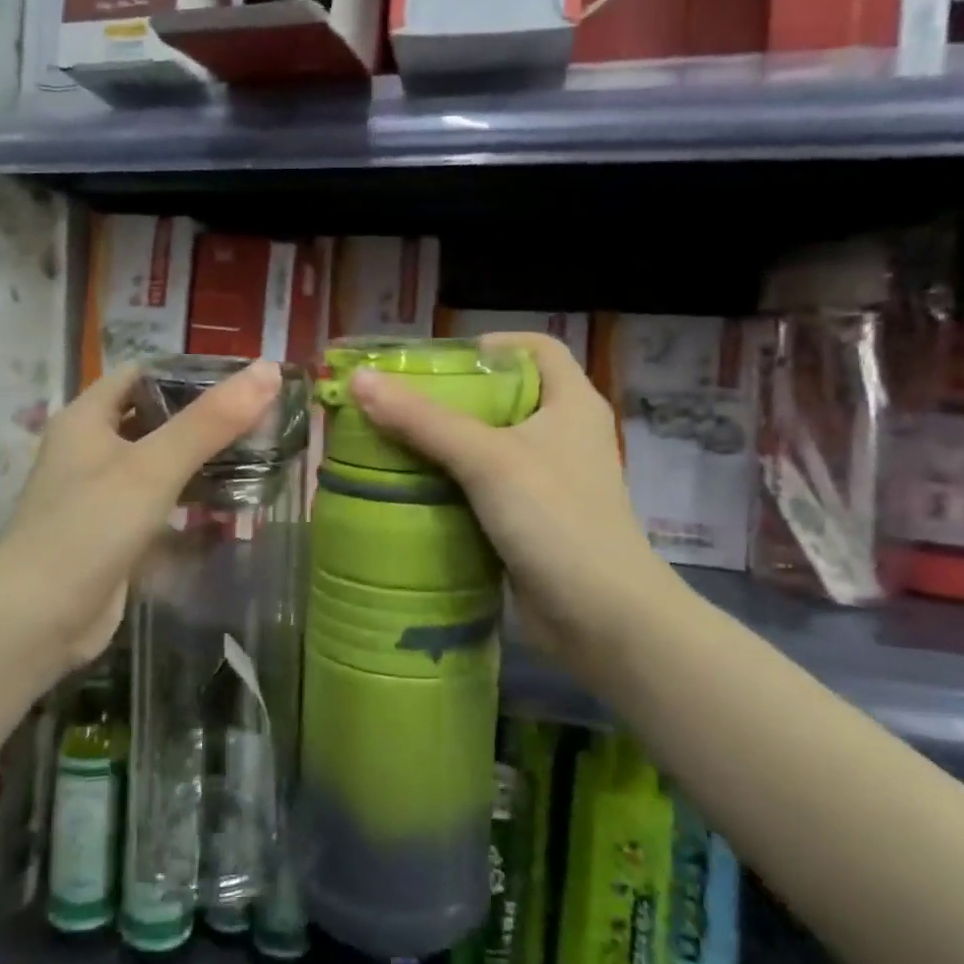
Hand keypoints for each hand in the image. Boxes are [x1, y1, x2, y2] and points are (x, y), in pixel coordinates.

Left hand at [0, 360, 283, 685]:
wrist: (36, 623)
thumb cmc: (90, 528)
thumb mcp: (153, 467)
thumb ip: (211, 421)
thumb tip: (268, 369)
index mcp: (87, 418)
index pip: (142, 374)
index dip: (188, 372)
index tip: (242, 380)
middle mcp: (90, 449)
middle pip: (154, 418)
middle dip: (203, 418)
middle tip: (261, 418)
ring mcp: (101, 495)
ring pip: (158, 463)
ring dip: (200, 459)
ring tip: (257, 455)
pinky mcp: (114, 534)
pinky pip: (158, 503)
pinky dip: (189, 499)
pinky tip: (229, 503)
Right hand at [348, 333, 676, 671]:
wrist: (602, 619)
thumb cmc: (555, 519)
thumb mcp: (487, 459)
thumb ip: (423, 420)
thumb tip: (361, 381)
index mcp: (572, 403)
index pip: (537, 348)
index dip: (492, 344)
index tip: (440, 360)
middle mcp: (565, 435)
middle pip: (506, 396)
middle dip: (453, 396)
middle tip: (400, 401)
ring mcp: (550, 482)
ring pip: (492, 446)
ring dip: (448, 444)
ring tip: (394, 441)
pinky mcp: (532, 521)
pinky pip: (486, 489)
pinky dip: (454, 484)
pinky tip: (414, 489)